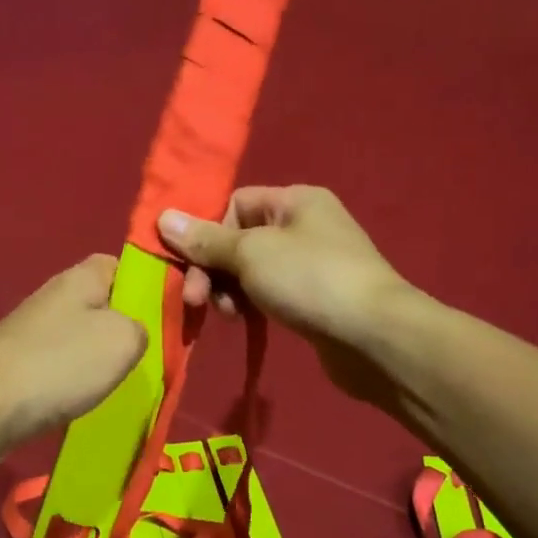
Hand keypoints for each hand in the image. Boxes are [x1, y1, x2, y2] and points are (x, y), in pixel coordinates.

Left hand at [0, 254, 147, 459]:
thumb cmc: (60, 364)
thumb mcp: (124, 339)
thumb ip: (144, 326)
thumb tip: (133, 332)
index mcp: (82, 277)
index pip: (125, 265)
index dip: (149, 285)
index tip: (169, 315)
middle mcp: (56, 295)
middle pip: (105, 303)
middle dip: (127, 328)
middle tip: (150, 356)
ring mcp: (35, 329)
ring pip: (84, 336)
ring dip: (102, 358)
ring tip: (122, 383)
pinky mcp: (21, 362)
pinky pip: (63, 364)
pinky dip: (77, 380)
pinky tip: (86, 399)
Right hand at [156, 187, 409, 403]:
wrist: (374, 336)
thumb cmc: (310, 280)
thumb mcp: (250, 254)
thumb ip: (205, 240)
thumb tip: (163, 217)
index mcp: (294, 200)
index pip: (234, 204)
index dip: (208, 232)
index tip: (191, 264)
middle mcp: (304, 225)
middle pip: (238, 239)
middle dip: (213, 269)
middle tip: (196, 300)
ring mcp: (311, 263)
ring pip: (250, 270)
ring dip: (228, 290)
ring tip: (228, 315)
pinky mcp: (313, 298)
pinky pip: (268, 292)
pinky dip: (250, 304)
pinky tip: (243, 321)